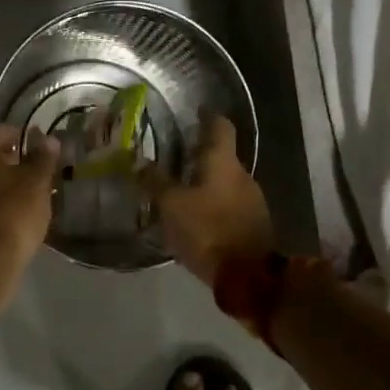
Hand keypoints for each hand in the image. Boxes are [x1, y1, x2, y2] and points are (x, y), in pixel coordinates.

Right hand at [140, 112, 274, 286]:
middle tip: (172, 156)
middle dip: (199, 154)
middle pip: (221, 156)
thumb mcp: (172, 206)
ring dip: (204, 182)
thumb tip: (136, 161)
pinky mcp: (252, 225)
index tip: (194, 112)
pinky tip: (194, 216)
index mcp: (224, 163)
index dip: (207, 116)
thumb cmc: (208, 231)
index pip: (220, 127)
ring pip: (224, 182)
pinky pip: (228, 205)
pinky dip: (211, 204)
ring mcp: (252, 201)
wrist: (248, 277)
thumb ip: (154, 182)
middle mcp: (242, 176)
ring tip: (178, 189)